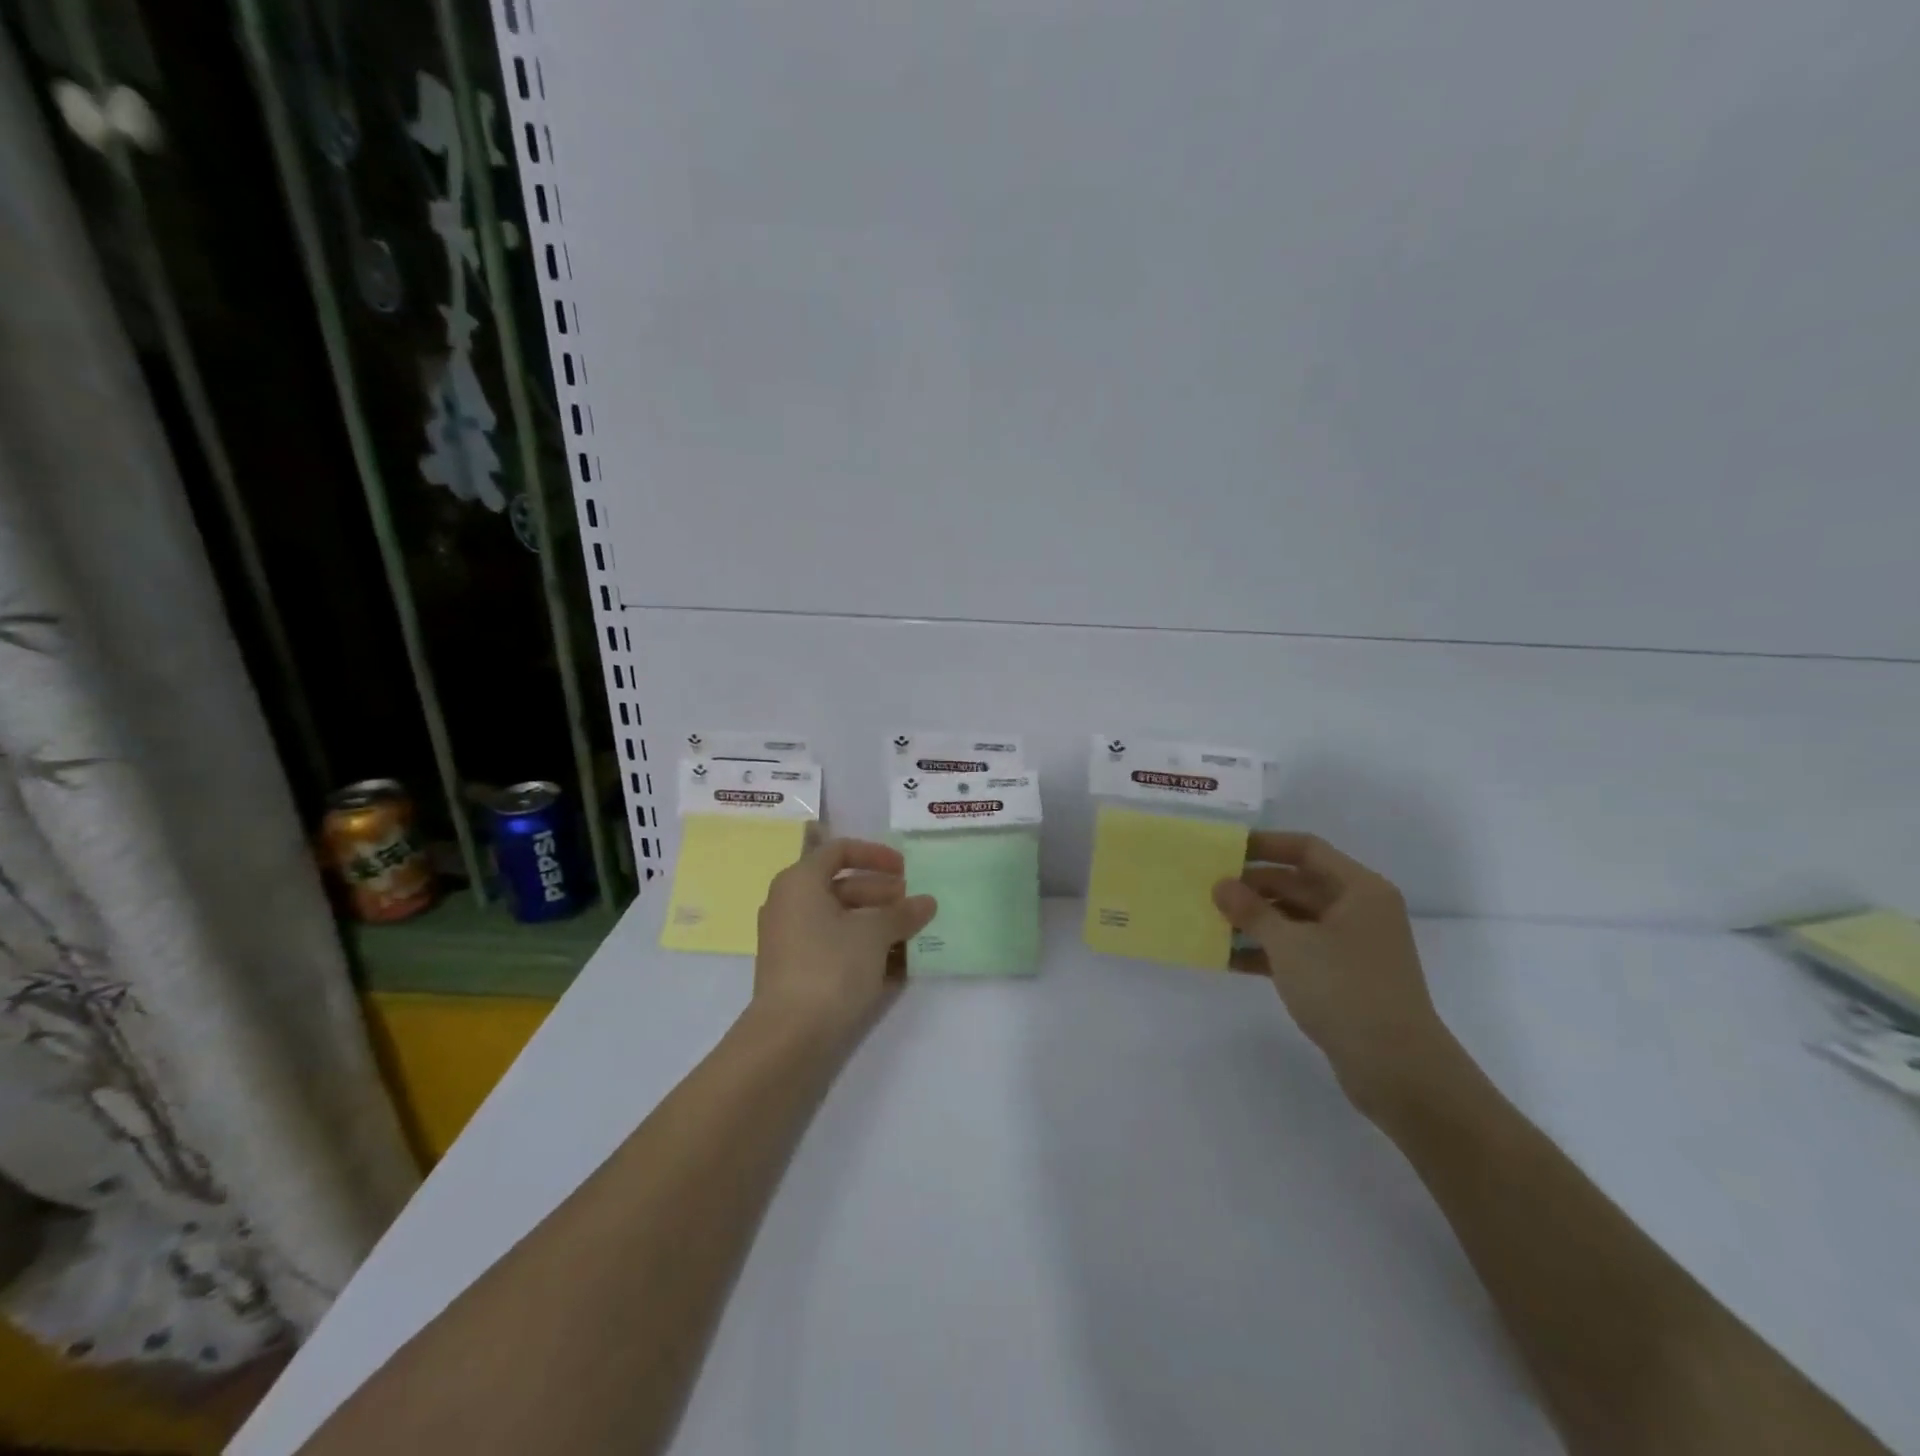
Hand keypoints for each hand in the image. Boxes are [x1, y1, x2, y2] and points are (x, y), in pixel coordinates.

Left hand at [751, 838, 936, 1044]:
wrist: (790, 1036)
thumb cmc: (831, 966)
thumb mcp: (874, 934)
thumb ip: (902, 913)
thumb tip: (926, 902)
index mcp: (800, 882)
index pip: (839, 851)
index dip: (875, 854)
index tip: (905, 869)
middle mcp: (789, 904)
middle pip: (841, 885)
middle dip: (881, 892)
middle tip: (913, 904)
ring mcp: (790, 939)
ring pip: (840, 918)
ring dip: (877, 922)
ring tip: (911, 935)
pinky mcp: (797, 970)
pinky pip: (834, 945)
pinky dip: (862, 947)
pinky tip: (895, 964)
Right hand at [1213, 831, 1459, 1117]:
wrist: (1398, 1069)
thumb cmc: (1345, 989)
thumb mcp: (1290, 944)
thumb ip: (1252, 911)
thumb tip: (1220, 885)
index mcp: (1359, 889)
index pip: (1306, 849)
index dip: (1264, 845)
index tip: (1224, 849)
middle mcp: (1359, 910)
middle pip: (1299, 883)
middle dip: (1253, 886)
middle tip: (1209, 889)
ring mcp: (1353, 946)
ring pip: (1295, 919)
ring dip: (1256, 920)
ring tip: (1211, 923)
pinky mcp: (1343, 978)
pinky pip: (1299, 951)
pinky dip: (1267, 951)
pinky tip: (1229, 959)